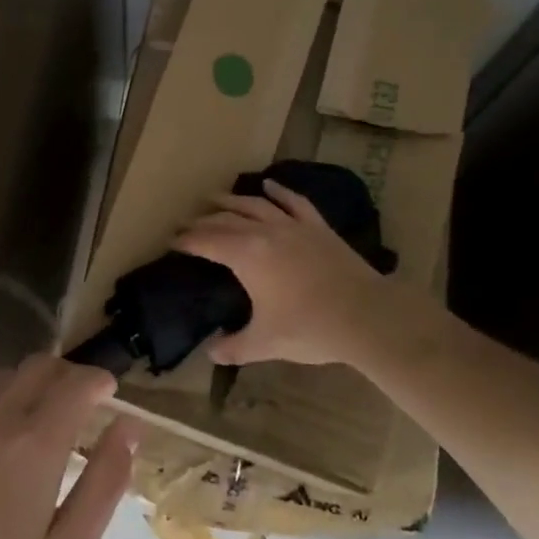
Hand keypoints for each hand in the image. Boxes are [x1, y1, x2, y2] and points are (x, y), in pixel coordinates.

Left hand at [0, 355, 138, 538]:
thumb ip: (103, 484)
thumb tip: (128, 428)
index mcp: (33, 444)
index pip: (76, 383)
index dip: (99, 381)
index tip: (110, 394)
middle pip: (39, 366)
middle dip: (67, 376)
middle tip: (79, 407)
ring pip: (1, 375)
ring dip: (28, 385)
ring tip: (35, 423)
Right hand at [174, 179, 434, 371]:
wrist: (365, 315)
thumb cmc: (310, 328)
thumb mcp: (266, 343)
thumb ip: (234, 347)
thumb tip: (212, 353)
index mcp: (246, 255)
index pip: (207, 241)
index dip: (187, 240)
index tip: (172, 240)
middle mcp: (265, 232)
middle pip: (226, 219)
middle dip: (203, 220)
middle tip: (186, 223)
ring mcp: (293, 225)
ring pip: (255, 205)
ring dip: (232, 200)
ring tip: (214, 198)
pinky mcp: (317, 227)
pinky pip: (293, 202)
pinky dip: (278, 191)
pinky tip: (268, 185)